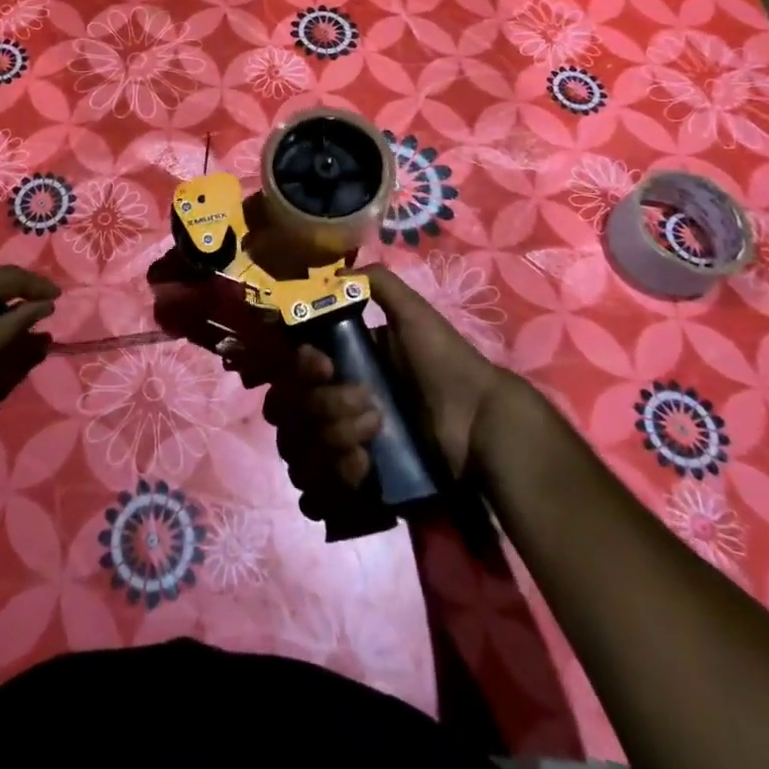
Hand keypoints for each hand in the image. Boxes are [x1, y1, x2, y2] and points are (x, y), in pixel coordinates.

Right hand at [265, 265, 517, 516]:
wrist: (480, 424)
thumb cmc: (444, 363)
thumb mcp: (414, 314)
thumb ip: (378, 284)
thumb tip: (334, 274)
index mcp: (338, 365)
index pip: (290, 369)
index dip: (301, 368)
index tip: (327, 366)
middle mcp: (329, 404)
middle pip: (287, 412)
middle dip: (324, 410)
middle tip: (371, 411)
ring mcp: (338, 447)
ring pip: (297, 453)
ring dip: (331, 444)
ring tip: (371, 446)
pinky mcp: (353, 487)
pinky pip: (313, 493)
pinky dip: (332, 482)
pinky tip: (365, 472)